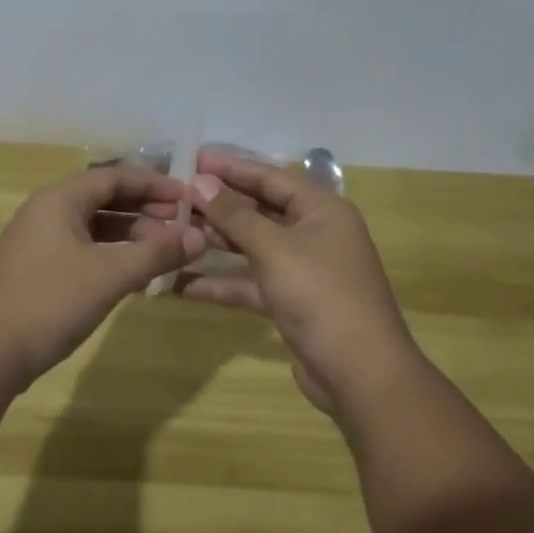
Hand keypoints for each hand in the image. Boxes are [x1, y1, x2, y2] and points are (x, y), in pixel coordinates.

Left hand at [0, 165, 207, 389]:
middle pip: (104, 199)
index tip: (188, 197)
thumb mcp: (109, 275)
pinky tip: (133, 274)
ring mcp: (38, 242)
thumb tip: (199, 237)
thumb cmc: (49, 302)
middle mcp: (46, 212)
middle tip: (182, 225)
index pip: (114, 177)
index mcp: (59, 200)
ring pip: (93, 227)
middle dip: (145, 210)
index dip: (154, 184)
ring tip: (165, 251)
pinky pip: (82, 249)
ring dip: (130, 235)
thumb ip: (155, 254)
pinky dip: (111, 255)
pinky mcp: (36, 270)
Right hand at [182, 150, 418, 415]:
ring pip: (252, 246)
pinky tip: (182, 284)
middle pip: (259, 209)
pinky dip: (222, 282)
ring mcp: (302, 269)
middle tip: (175, 196)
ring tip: (173, 232)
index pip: (270, 177)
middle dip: (219, 205)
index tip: (192, 158)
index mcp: (321, 210)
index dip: (231, 167)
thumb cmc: (321, 295)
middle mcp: (314, 233)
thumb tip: (201, 181)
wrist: (360, 374)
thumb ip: (235, 214)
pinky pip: (251, 281)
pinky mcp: (290, 301)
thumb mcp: (274, 249)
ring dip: (216, 241)